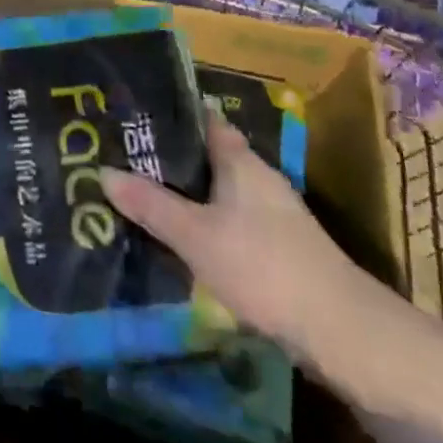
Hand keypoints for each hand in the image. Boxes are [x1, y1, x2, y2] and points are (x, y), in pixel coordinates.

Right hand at [102, 112, 362, 360]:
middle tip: (124, 158)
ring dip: (186, 192)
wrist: (338, 328)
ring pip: (217, 189)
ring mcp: (270, 211)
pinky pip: (229, 218)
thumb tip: (103, 171)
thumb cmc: (262, 265)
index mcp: (238, 159)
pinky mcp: (276, 245)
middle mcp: (256, 175)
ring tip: (142, 196)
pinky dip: (203, 221)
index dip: (169, 113)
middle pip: (206, 154)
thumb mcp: (196, 235)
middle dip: (169, 156)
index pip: (200, 119)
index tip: (132, 114)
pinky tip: (180, 238)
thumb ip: (150, 205)